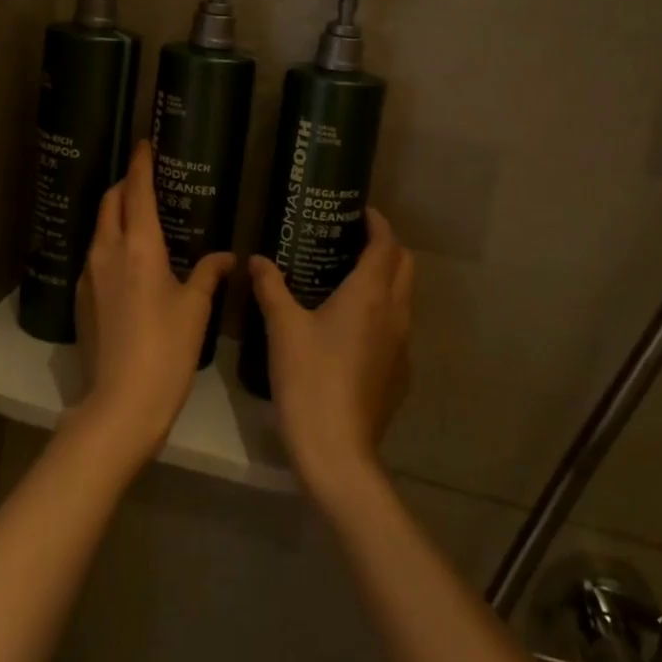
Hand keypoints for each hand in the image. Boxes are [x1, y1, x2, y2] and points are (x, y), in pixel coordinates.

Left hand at [72, 141, 234, 464]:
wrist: (121, 402)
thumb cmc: (167, 350)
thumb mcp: (195, 309)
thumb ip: (209, 274)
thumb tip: (226, 256)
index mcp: (139, 246)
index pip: (136, 191)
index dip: (141, 164)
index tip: (144, 144)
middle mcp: (107, 251)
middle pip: (111, 202)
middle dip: (126, 183)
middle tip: (145, 178)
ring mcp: (89, 275)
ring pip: (100, 228)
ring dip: (116, 212)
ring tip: (140, 216)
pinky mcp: (81, 298)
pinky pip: (95, 255)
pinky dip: (110, 242)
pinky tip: (128, 260)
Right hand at [248, 209, 413, 503]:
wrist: (337, 450)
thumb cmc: (309, 379)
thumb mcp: (283, 328)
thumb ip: (271, 287)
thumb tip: (257, 259)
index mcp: (370, 294)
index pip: (386, 244)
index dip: (378, 223)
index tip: (359, 212)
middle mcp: (395, 313)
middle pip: (405, 266)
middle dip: (386, 247)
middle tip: (351, 241)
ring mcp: (402, 346)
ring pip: (403, 297)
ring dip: (386, 279)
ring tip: (348, 279)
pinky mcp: (399, 373)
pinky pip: (397, 328)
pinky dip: (382, 312)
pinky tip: (350, 328)